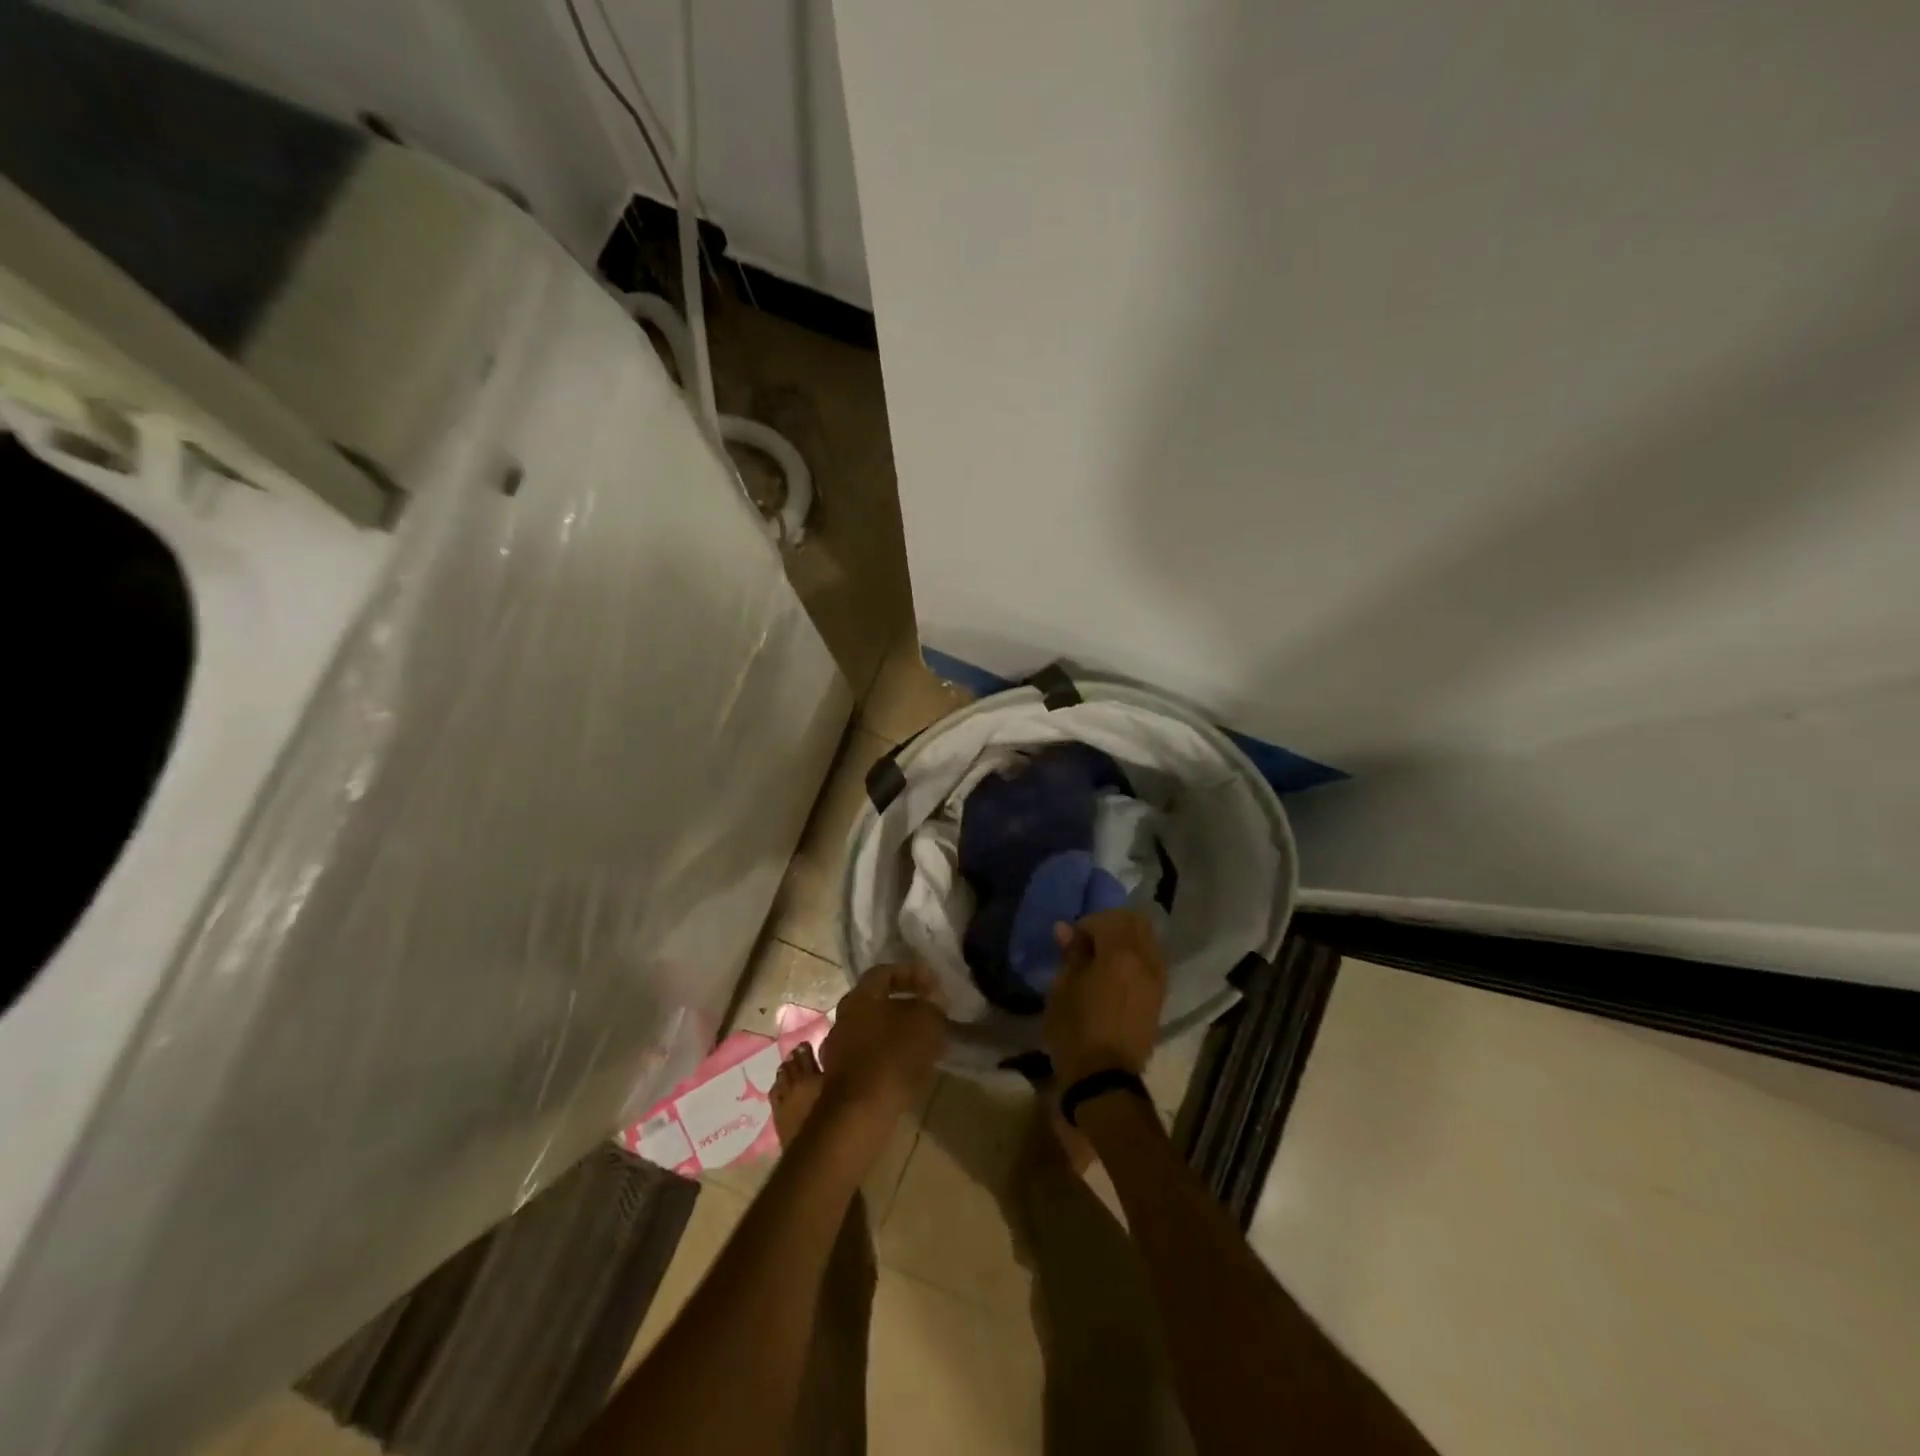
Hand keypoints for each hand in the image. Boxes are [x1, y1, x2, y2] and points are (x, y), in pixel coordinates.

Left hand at [820, 963, 948, 1133]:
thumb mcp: (926, 1023)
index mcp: (860, 996)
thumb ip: (932, 1005)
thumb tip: (932, 999)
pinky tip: (907, 1065)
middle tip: (929, 1010)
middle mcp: (843, 1017)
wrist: (860, 1113)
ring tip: (922, 1041)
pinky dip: (888, 1055)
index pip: (884, 972)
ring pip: (872, 1030)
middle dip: (904, 1003)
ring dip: (896, 1031)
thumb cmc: (893, 1057)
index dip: (912, 973)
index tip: (935, 984)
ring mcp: (837, 1049)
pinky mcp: (840, 1078)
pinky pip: (869, 1056)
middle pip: (876, 1002)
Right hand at [1043, 909, 1167, 1085]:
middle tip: (1089, 944)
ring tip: (1103, 961)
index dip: (1086, 925)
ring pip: (1148, 941)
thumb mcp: (1062, 989)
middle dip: (1112, 925)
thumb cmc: (1075, 1031)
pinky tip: (1116, 977)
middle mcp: (1146, 961)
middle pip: (1136, 923)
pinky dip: (1136, 960)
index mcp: (1120, 954)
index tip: (1070, 942)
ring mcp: (1158, 980)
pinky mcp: (1160, 999)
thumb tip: (1065, 928)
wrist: (1104, 1080)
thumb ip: (1070, 954)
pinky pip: (1151, 963)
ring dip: (1127, 941)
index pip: (1107, 919)